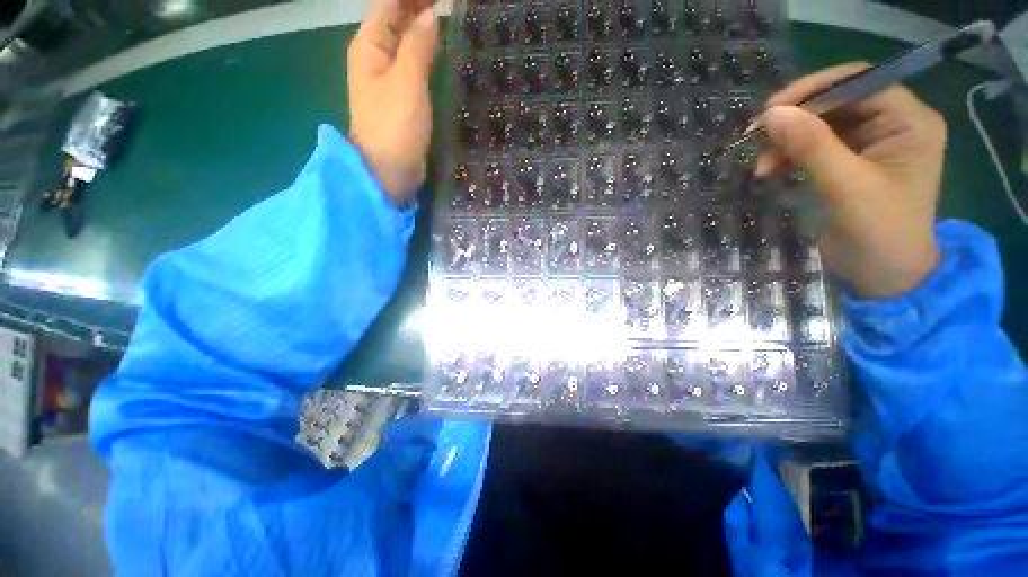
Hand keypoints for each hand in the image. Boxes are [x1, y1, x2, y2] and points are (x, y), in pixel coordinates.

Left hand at [348, 0, 437, 204]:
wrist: (389, 171)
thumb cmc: (394, 127)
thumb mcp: (406, 82)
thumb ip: (418, 46)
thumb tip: (431, 14)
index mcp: (370, 46)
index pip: (390, 5)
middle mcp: (377, 57)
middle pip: (398, 20)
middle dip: (420, 8)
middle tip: (449, 4)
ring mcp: (391, 79)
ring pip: (408, 43)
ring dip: (425, 29)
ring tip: (449, 17)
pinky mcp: (404, 98)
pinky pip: (416, 66)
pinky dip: (428, 54)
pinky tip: (442, 50)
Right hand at [754, 63, 947, 298]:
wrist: (883, 276)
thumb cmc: (879, 233)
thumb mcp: (846, 186)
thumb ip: (812, 146)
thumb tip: (771, 114)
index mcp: (909, 122)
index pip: (860, 82)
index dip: (815, 89)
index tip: (771, 111)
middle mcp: (891, 124)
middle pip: (837, 102)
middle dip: (795, 120)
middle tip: (756, 138)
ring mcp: (869, 144)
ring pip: (819, 125)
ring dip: (786, 142)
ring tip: (761, 166)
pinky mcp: (848, 163)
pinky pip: (813, 147)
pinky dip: (788, 156)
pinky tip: (771, 171)